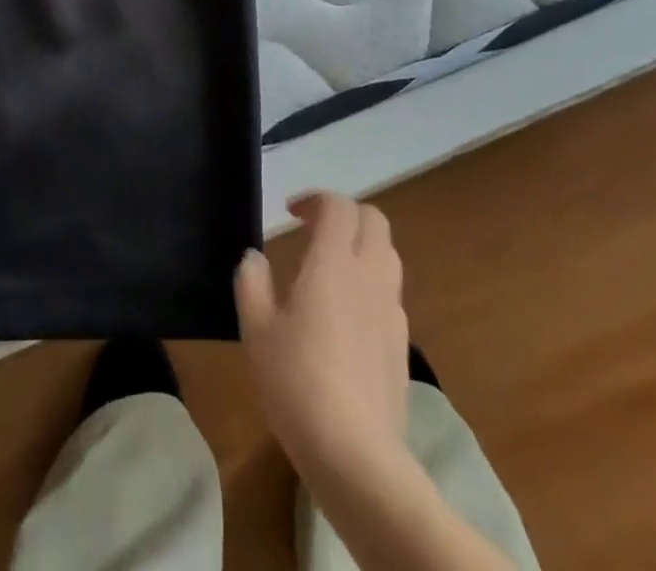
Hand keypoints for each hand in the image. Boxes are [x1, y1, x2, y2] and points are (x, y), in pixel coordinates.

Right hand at [234, 192, 408, 476]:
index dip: (316, 200)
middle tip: (315, 231)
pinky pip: (389, 294)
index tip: (292, 214)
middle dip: (346, 215)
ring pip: (387, 255)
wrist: (357, 455)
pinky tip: (347, 317)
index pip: (339, 206)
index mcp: (334, 263)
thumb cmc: (297, 382)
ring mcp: (392, 310)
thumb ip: (252, 284)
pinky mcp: (403, 345)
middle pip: (373, 220)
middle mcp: (370, 275)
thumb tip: (254, 258)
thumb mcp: (257, 330)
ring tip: (330, 270)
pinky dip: (370, 285)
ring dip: (361, 247)